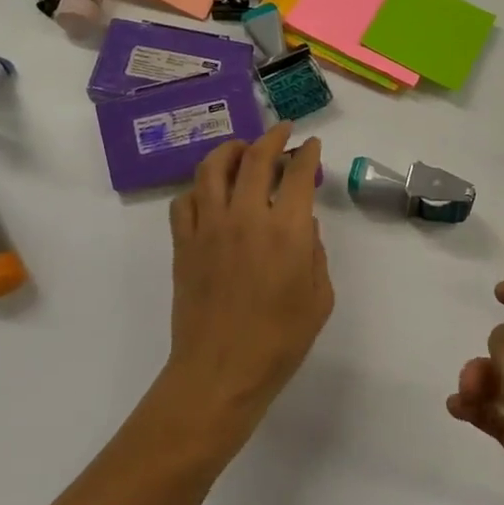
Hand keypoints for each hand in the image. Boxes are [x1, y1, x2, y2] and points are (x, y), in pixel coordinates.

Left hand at [167, 124, 332, 434]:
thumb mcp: (319, 297)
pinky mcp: (184, 244)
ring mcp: (208, 228)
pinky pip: (185, 201)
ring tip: (241, 148)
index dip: (307, 154)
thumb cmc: (279, 341)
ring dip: (230, 150)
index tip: (311, 145)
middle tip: (280, 132)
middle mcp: (245, 217)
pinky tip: (209, 193)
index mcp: (286, 230)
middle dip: (271, 138)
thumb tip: (303, 228)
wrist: (220, 372)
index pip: (297, 174)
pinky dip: (199, 188)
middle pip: (254, 159)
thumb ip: (315, 254)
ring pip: (212, 169)